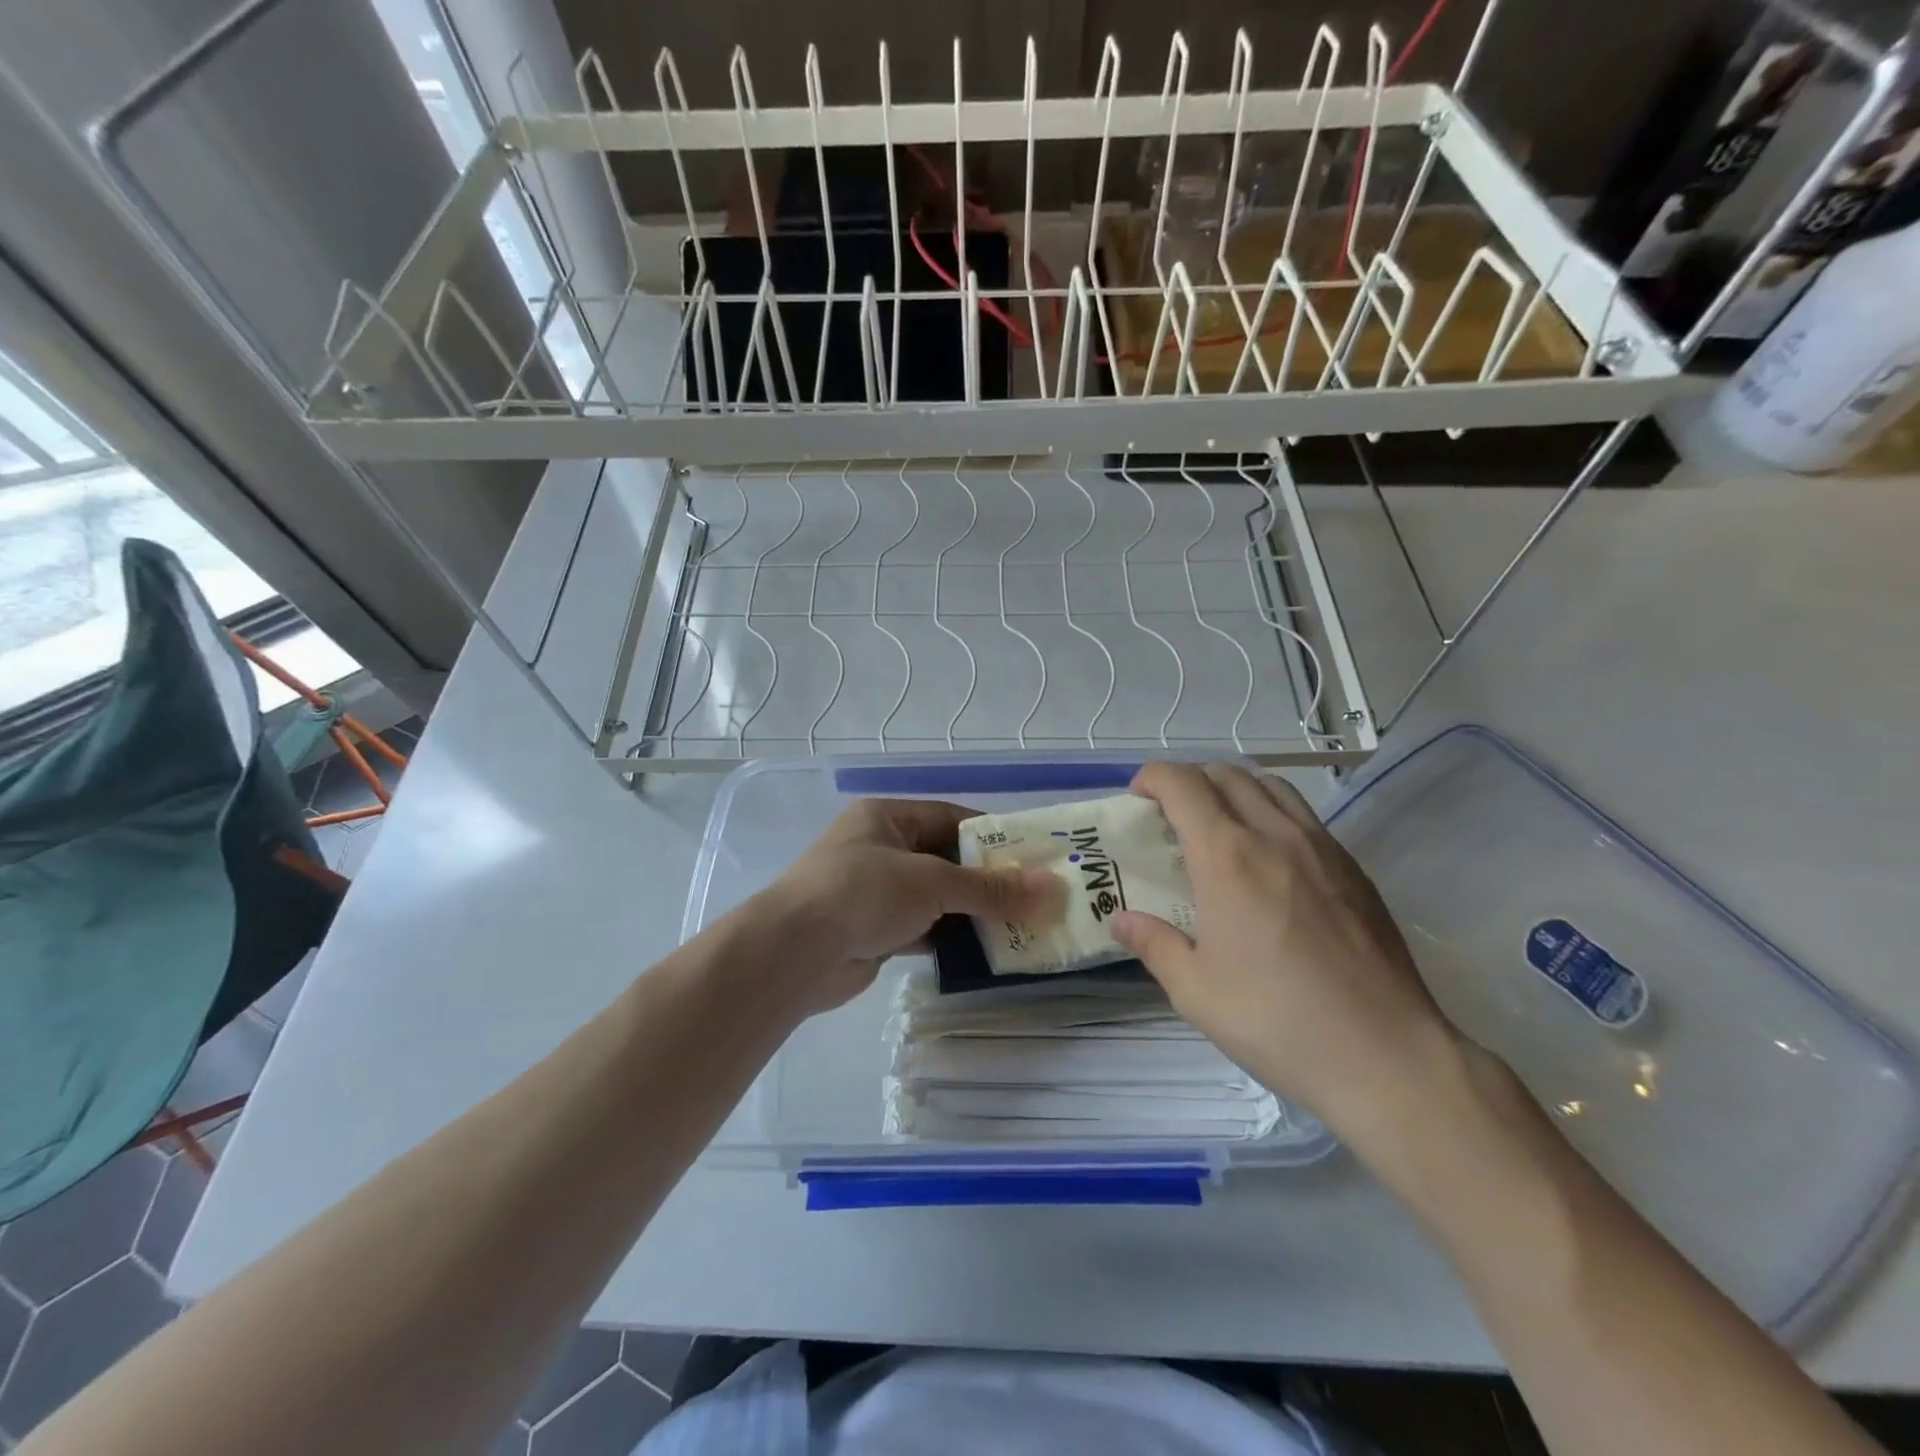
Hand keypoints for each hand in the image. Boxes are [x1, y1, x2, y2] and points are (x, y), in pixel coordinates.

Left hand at [759, 799, 1054, 1016]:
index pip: (951, 817)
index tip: (1032, 855)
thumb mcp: (932, 882)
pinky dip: (950, 938)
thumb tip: (1051, 889)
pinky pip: (922, 928)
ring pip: (935, 897)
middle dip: (986, 879)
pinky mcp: (873, 931)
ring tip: (1020, 925)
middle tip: (1034, 896)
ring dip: (971, 912)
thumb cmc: (863, 893)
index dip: (992, 835)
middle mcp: (880, 848)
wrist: (795, 953)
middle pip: (945, 859)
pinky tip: (985, 951)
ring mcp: (874, 891)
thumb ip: (990, 888)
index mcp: (887, 817)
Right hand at [1111, 763, 1463, 1144]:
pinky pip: (1304, 816)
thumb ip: (1153, 944)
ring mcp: (1322, 847)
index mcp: (1227, 856)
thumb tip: (1122, 920)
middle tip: (1171, 815)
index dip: (1152, 778)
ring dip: (1234, 789)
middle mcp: (1275, 835)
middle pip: (1227, 773)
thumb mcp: (1195, 990)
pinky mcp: (1354, 869)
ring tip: (1219, 828)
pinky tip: (1269, 861)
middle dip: (1190, 780)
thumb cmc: (1277, 1021)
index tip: (1137, 799)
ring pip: (1271, 786)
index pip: (1183, 784)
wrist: (1386, 1055)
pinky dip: (1272, 813)